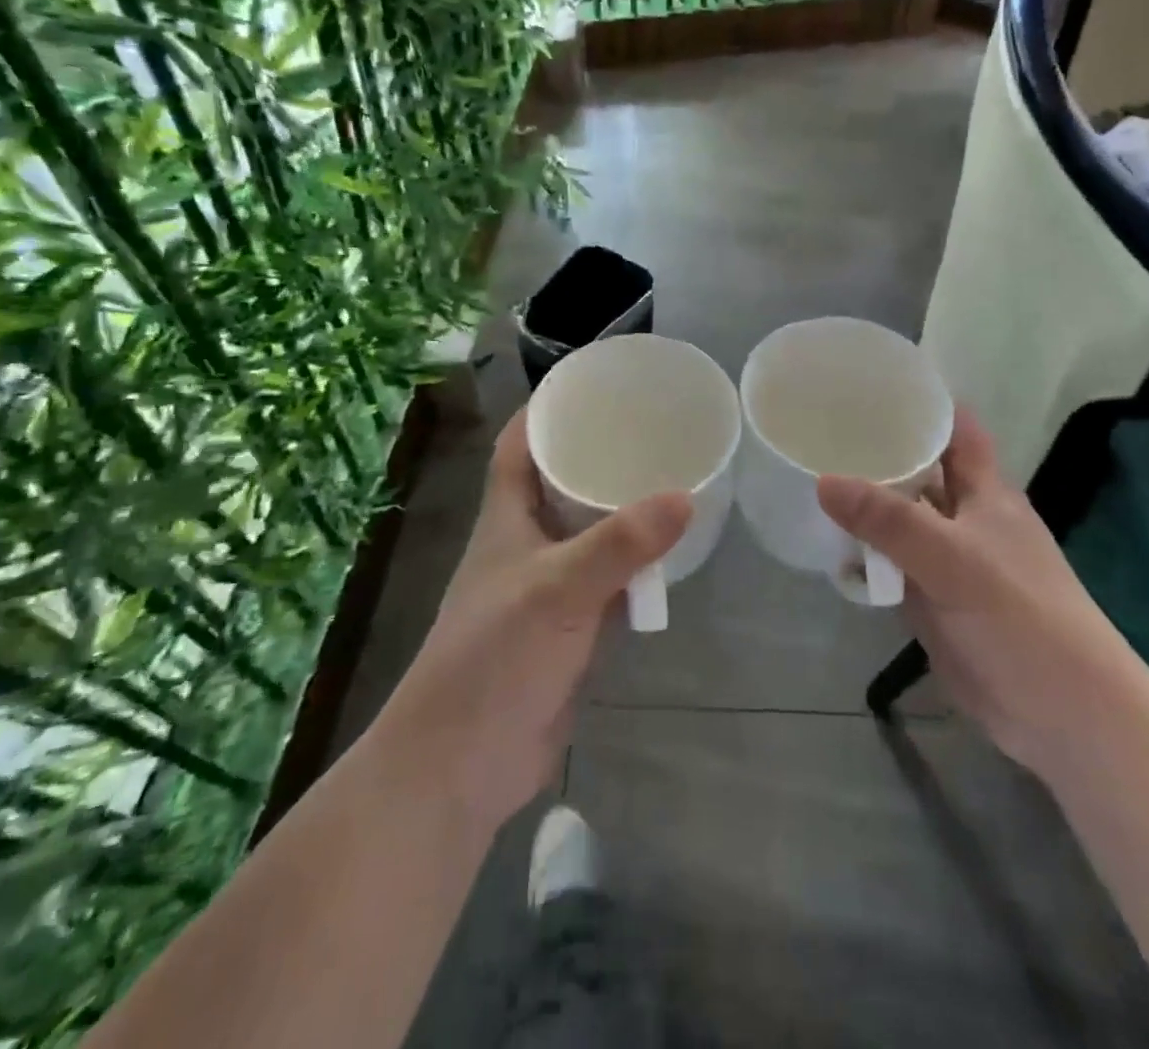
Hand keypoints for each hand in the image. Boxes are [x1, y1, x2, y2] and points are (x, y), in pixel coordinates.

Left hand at [372, 410, 690, 831]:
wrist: (463, 764)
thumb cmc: (495, 658)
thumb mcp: (558, 589)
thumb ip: (620, 544)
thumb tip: (686, 496)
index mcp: (505, 519)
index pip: (518, 447)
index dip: (544, 410)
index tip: (588, 383)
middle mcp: (524, 544)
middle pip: (558, 484)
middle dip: (596, 455)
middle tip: (649, 428)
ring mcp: (546, 589)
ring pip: (587, 533)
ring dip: (619, 511)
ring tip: (670, 477)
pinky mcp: (567, 629)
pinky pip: (605, 581)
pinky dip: (632, 566)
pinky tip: (668, 554)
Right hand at [817, 407, 1131, 764]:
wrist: (1060, 714)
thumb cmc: (1021, 618)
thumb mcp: (954, 559)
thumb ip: (889, 520)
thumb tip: (822, 480)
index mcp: (985, 492)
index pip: (955, 428)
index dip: (923, 401)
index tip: (872, 381)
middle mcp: (964, 517)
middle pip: (919, 470)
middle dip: (877, 450)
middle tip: (818, 425)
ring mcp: (946, 559)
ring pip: (899, 518)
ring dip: (864, 502)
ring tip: (808, 472)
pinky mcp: (930, 598)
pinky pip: (889, 563)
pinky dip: (862, 553)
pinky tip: (825, 542)